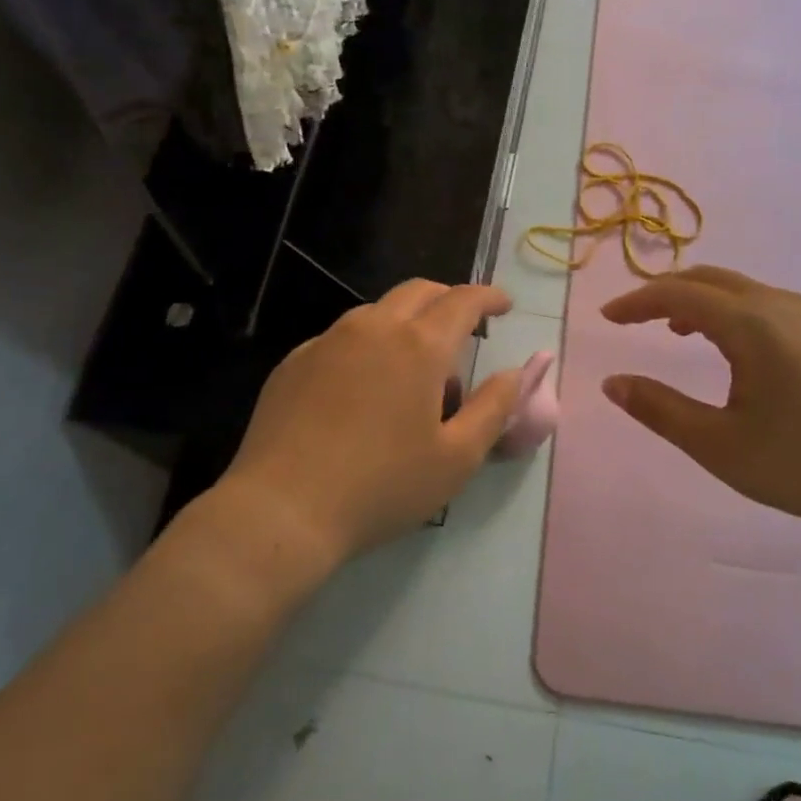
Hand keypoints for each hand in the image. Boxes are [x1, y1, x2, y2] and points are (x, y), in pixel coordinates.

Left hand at [221, 280, 522, 563]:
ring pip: (377, 312)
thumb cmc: (382, 486)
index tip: (504, 305)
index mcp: (418, 346)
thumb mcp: (456, 458)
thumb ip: (494, 408)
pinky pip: (343, 338)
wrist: (282, 509)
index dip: (489, 297)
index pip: (463, 301)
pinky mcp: (295, 361)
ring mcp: (328, 341)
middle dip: (448, 299)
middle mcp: (373, 328)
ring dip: (407, 322)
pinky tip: (365, 387)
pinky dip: (368, 345)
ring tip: (415, 367)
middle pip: (418, 292)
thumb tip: (518, 372)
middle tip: (464, 327)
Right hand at [600, 265, 800, 541]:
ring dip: (701, 301)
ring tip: (677, 330)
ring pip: (741, 290)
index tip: (606, 317)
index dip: (636, 302)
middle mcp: (779, 306)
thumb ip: (661, 410)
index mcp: (750, 323)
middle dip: (665, 292)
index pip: (677, 294)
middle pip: (710, 278)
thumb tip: (612, 383)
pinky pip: (766, 306)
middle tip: (635, 318)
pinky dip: (731, 312)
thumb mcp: (721, 445)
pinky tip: (735, 352)